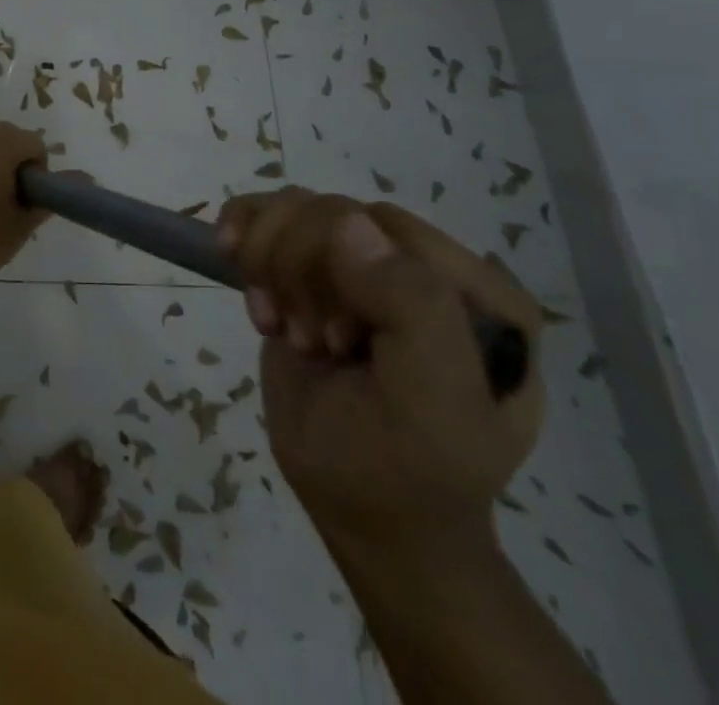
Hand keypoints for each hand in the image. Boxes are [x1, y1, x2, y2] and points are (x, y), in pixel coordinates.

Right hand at [217, 187, 544, 552]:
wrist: (362, 511)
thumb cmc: (406, 469)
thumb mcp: (431, 405)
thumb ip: (414, 310)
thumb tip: (348, 222)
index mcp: (476, 289)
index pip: (386, 225)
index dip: (341, 270)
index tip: (335, 340)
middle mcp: (421, 264)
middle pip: (332, 211)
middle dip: (302, 272)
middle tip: (311, 342)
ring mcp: (361, 262)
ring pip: (293, 206)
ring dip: (269, 264)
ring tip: (284, 326)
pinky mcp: (310, 268)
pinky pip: (264, 213)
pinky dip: (242, 242)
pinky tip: (253, 295)